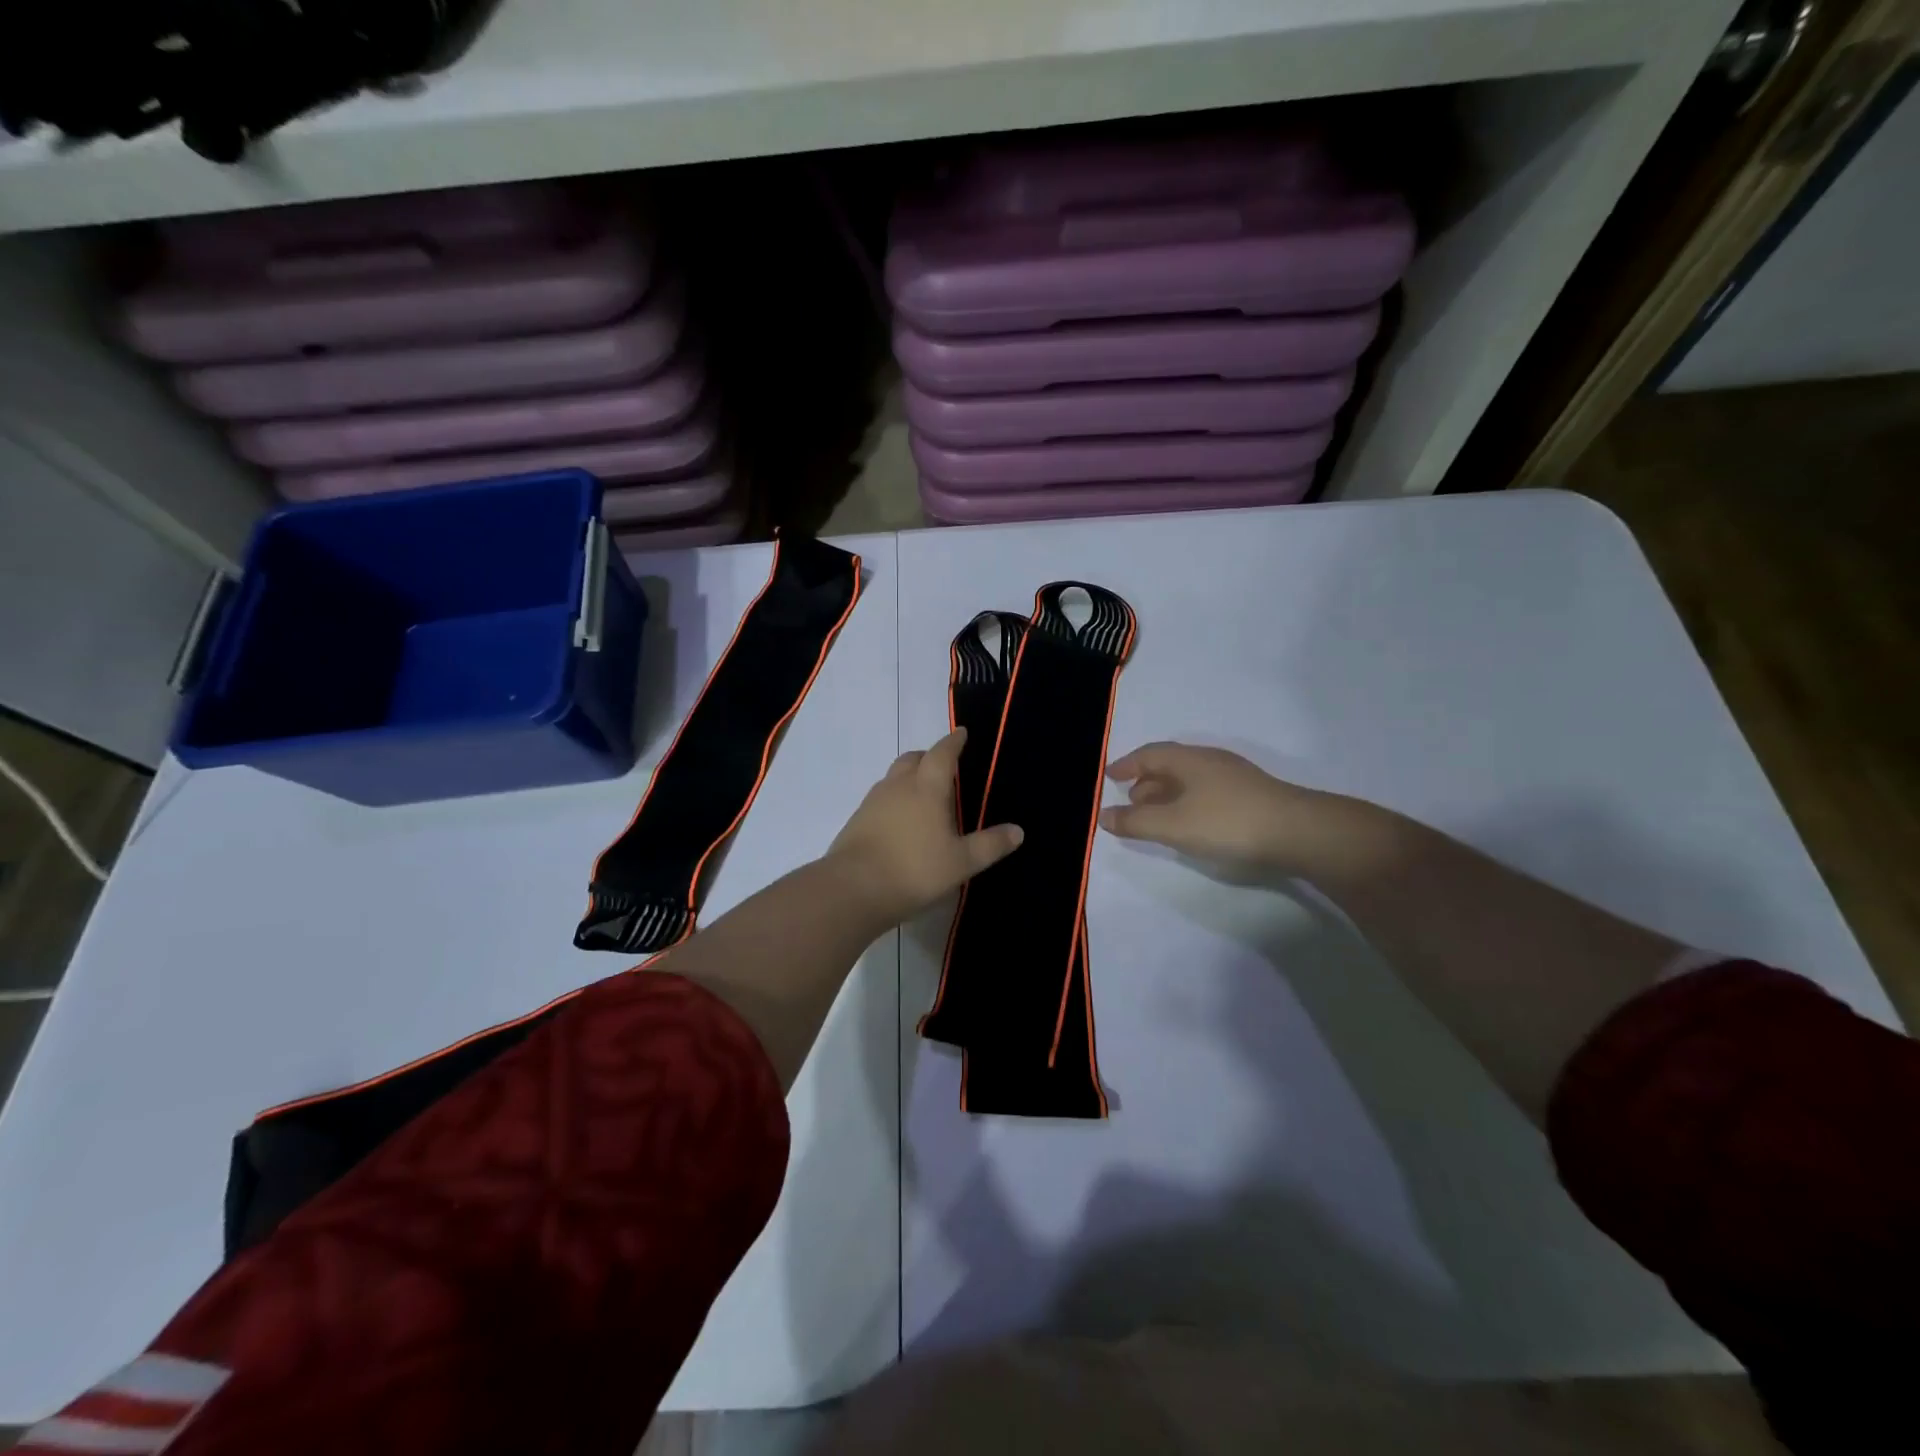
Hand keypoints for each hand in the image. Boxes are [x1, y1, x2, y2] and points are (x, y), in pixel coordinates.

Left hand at [827, 728, 1024, 924]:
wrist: (853, 888)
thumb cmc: (915, 869)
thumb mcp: (961, 862)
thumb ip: (990, 845)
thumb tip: (1018, 830)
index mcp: (927, 787)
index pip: (942, 753)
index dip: (954, 741)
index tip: (962, 733)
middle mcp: (898, 785)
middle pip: (913, 758)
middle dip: (930, 757)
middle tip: (944, 767)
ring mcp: (873, 801)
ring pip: (894, 776)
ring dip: (910, 776)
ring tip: (924, 795)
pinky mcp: (857, 819)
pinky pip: (881, 797)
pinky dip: (895, 798)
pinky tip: (901, 821)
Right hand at [1101, 742, 1357, 877]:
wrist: (1299, 832)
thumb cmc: (1228, 823)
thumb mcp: (1173, 825)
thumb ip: (1136, 821)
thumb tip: (1103, 815)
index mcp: (1189, 760)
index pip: (1149, 754)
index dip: (1127, 764)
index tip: (1109, 777)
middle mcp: (1210, 760)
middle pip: (1170, 764)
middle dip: (1146, 781)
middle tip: (1130, 801)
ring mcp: (1234, 777)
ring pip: (1190, 778)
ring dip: (1167, 793)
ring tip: (1156, 815)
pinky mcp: (1252, 795)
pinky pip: (1206, 790)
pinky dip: (1187, 801)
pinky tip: (1191, 822)